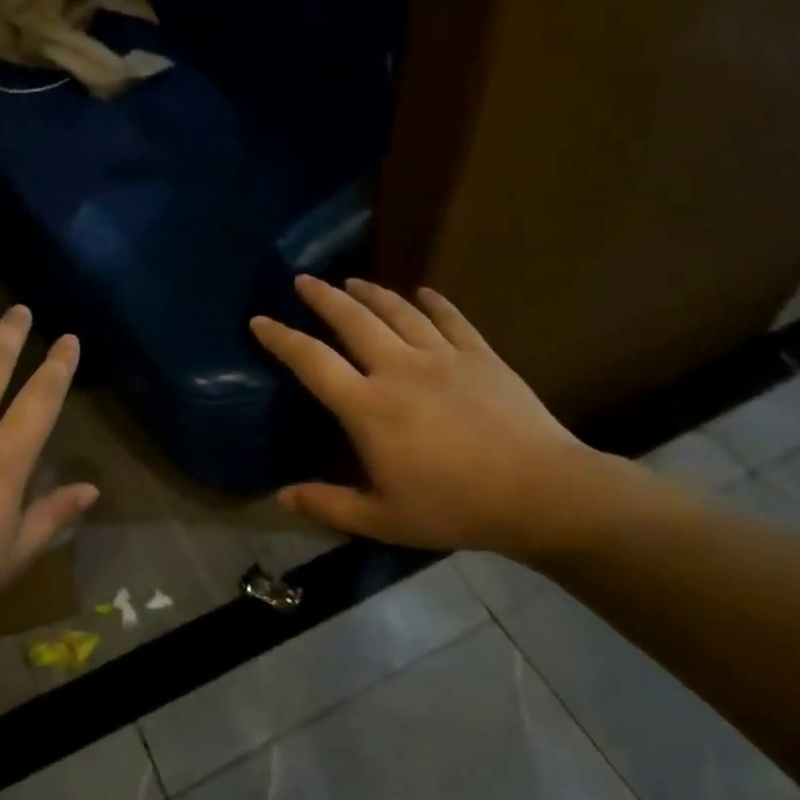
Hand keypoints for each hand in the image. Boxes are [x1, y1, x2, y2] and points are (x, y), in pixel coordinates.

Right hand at [250, 276, 608, 556]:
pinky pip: (451, 318)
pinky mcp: (480, 355)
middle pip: (353, 321)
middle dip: (323, 297)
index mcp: (368, 407)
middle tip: (304, 280)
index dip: (282, 339)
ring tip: (352, 281)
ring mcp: (442, 356)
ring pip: (398, 311)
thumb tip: (281, 497)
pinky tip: (424, 292)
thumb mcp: (382, 519)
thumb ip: (329, 504)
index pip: (312, 362)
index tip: (260, 320)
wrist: (539, 491)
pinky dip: (434, 302)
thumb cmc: (454, 507)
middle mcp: (398, 369)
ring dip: (371, 293)